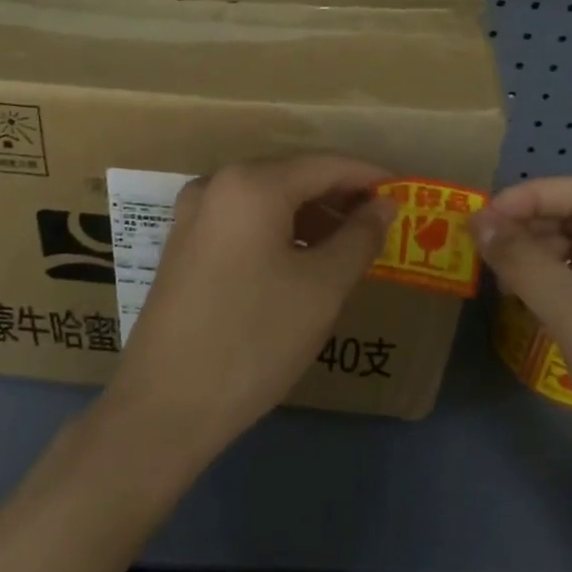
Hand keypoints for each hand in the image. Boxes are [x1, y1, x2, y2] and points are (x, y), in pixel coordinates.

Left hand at [100, 154, 394, 466]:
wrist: (165, 406)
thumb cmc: (255, 338)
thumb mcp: (322, 288)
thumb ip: (360, 236)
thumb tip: (384, 204)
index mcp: (251, 184)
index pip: (325, 164)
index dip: (369, 176)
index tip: (406, 193)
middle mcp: (215, 185)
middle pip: (292, 177)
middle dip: (339, 197)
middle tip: (381, 224)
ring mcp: (192, 216)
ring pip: (266, 201)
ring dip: (310, 216)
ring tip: (347, 246)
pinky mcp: (182, 246)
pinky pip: (242, 222)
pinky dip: (278, 232)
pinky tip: (301, 261)